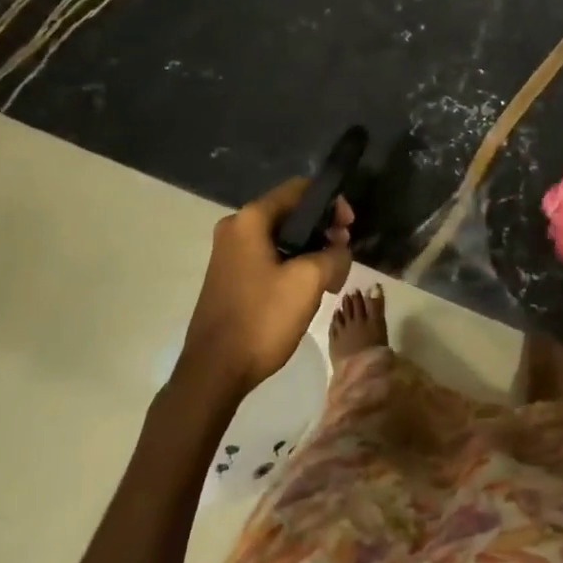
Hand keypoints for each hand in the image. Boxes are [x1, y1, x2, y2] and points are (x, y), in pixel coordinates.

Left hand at [181, 179, 352, 398]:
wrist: (213, 372)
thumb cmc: (261, 319)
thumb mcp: (309, 282)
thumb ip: (333, 255)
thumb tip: (339, 250)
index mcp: (250, 219)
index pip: (299, 190)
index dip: (330, 203)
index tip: (349, 227)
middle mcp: (235, 227)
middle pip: (289, 213)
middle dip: (321, 229)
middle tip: (342, 254)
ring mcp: (229, 253)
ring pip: (280, 237)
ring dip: (308, 250)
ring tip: (330, 276)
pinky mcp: (229, 276)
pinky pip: (267, 256)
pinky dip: (291, 264)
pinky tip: (306, 288)